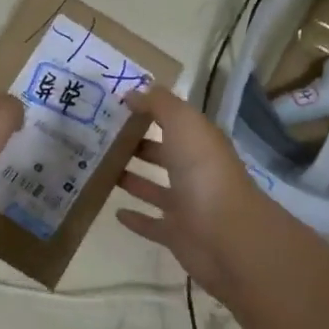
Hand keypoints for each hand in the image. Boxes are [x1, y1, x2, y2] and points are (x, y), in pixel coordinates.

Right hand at [115, 85, 263, 292]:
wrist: (227, 236)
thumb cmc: (203, 172)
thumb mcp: (182, 123)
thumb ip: (158, 104)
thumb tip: (133, 92)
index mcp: (200, 142)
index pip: (174, 121)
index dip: (149, 111)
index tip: (116, 104)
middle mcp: (195, 171)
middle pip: (163, 153)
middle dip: (137, 144)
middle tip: (101, 137)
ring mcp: (186, 205)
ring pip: (154, 188)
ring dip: (132, 179)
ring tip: (101, 169)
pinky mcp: (176, 234)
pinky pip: (152, 224)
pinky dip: (135, 218)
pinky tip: (115, 211)